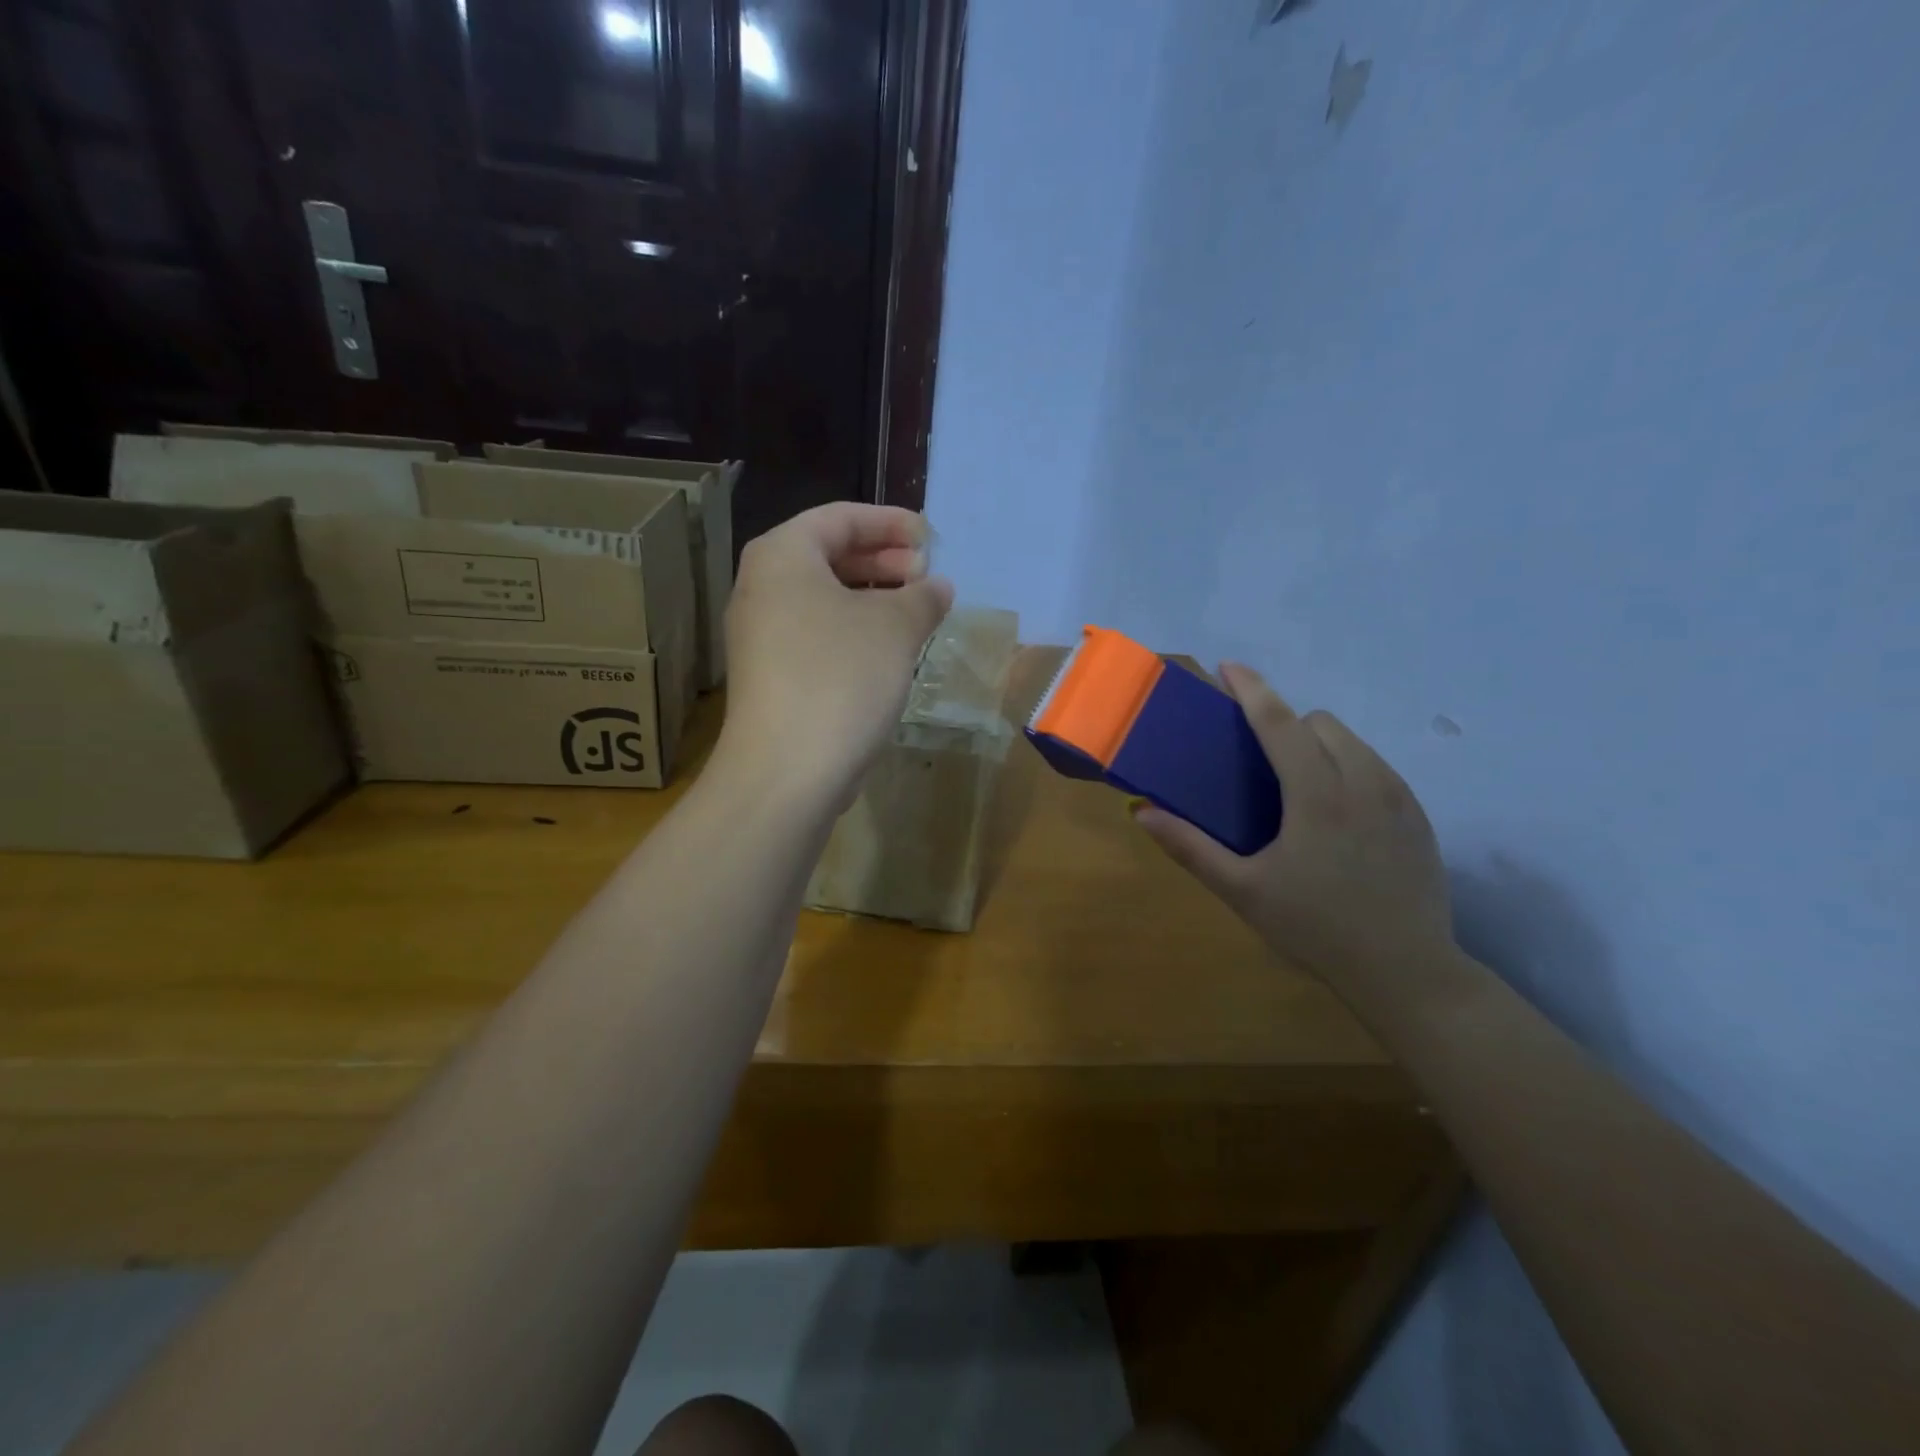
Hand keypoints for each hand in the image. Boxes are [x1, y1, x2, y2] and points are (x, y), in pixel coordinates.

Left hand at [719, 503, 953, 811]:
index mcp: (782, 556)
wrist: (786, 769)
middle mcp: (761, 587)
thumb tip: (938, 587)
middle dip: (883, 561)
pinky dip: (854, 631)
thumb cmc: (841, 678)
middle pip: (828, 555)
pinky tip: (889, 651)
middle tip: (926, 576)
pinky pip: (817, 634)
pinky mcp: (770, 675)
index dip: (891, 523)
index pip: (840, 518)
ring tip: (916, 613)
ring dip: (873, 599)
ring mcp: (760, 635)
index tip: (931, 539)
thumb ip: (922, 597)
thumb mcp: (895, 628)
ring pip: (824, 599)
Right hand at [1135, 664, 1453, 989]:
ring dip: (1319, 745)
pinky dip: (1350, 768)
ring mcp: (1398, 798)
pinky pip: (1378, 767)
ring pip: (1353, 742)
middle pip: (1320, 723)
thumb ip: (1190, 848)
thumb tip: (1142, 812)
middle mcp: (1363, 781)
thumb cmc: (1315, 928)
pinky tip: (1337, 815)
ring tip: (1299, 787)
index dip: (1252, 689)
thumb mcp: (1243, 891)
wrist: (1407, 972)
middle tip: (1261, 761)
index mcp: (1317, 795)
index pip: (1279, 723)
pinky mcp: (1418, 816)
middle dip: (1287, 725)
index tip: (1229, 667)